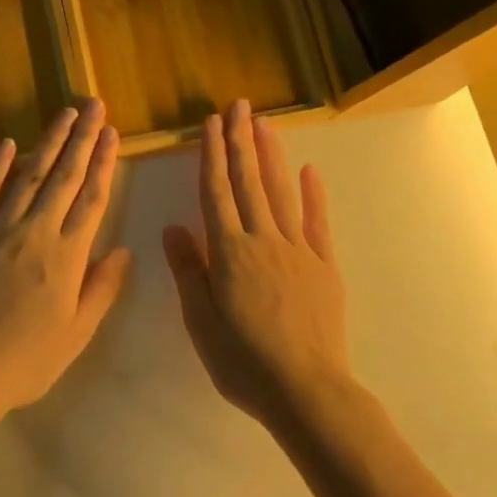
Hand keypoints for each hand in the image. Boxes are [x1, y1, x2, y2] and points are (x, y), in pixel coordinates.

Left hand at [0, 100, 132, 421]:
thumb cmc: (27, 359)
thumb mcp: (77, 334)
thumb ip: (102, 289)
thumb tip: (124, 250)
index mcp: (68, 255)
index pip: (92, 198)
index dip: (104, 162)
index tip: (113, 133)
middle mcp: (37, 231)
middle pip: (65, 176)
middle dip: (83, 138)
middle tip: (94, 105)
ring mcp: (0, 228)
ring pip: (30, 174)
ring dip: (50, 141)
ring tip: (65, 114)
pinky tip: (9, 142)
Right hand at [162, 99, 351, 430]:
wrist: (306, 391)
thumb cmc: (243, 361)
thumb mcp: (201, 321)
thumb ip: (189, 270)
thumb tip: (173, 227)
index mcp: (229, 251)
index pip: (216, 191)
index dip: (212, 154)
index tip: (211, 123)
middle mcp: (262, 239)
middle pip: (248, 181)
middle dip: (241, 140)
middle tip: (239, 106)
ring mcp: (297, 249)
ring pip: (281, 192)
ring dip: (271, 155)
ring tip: (265, 124)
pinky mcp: (324, 265)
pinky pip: (317, 222)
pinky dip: (313, 195)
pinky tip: (310, 170)